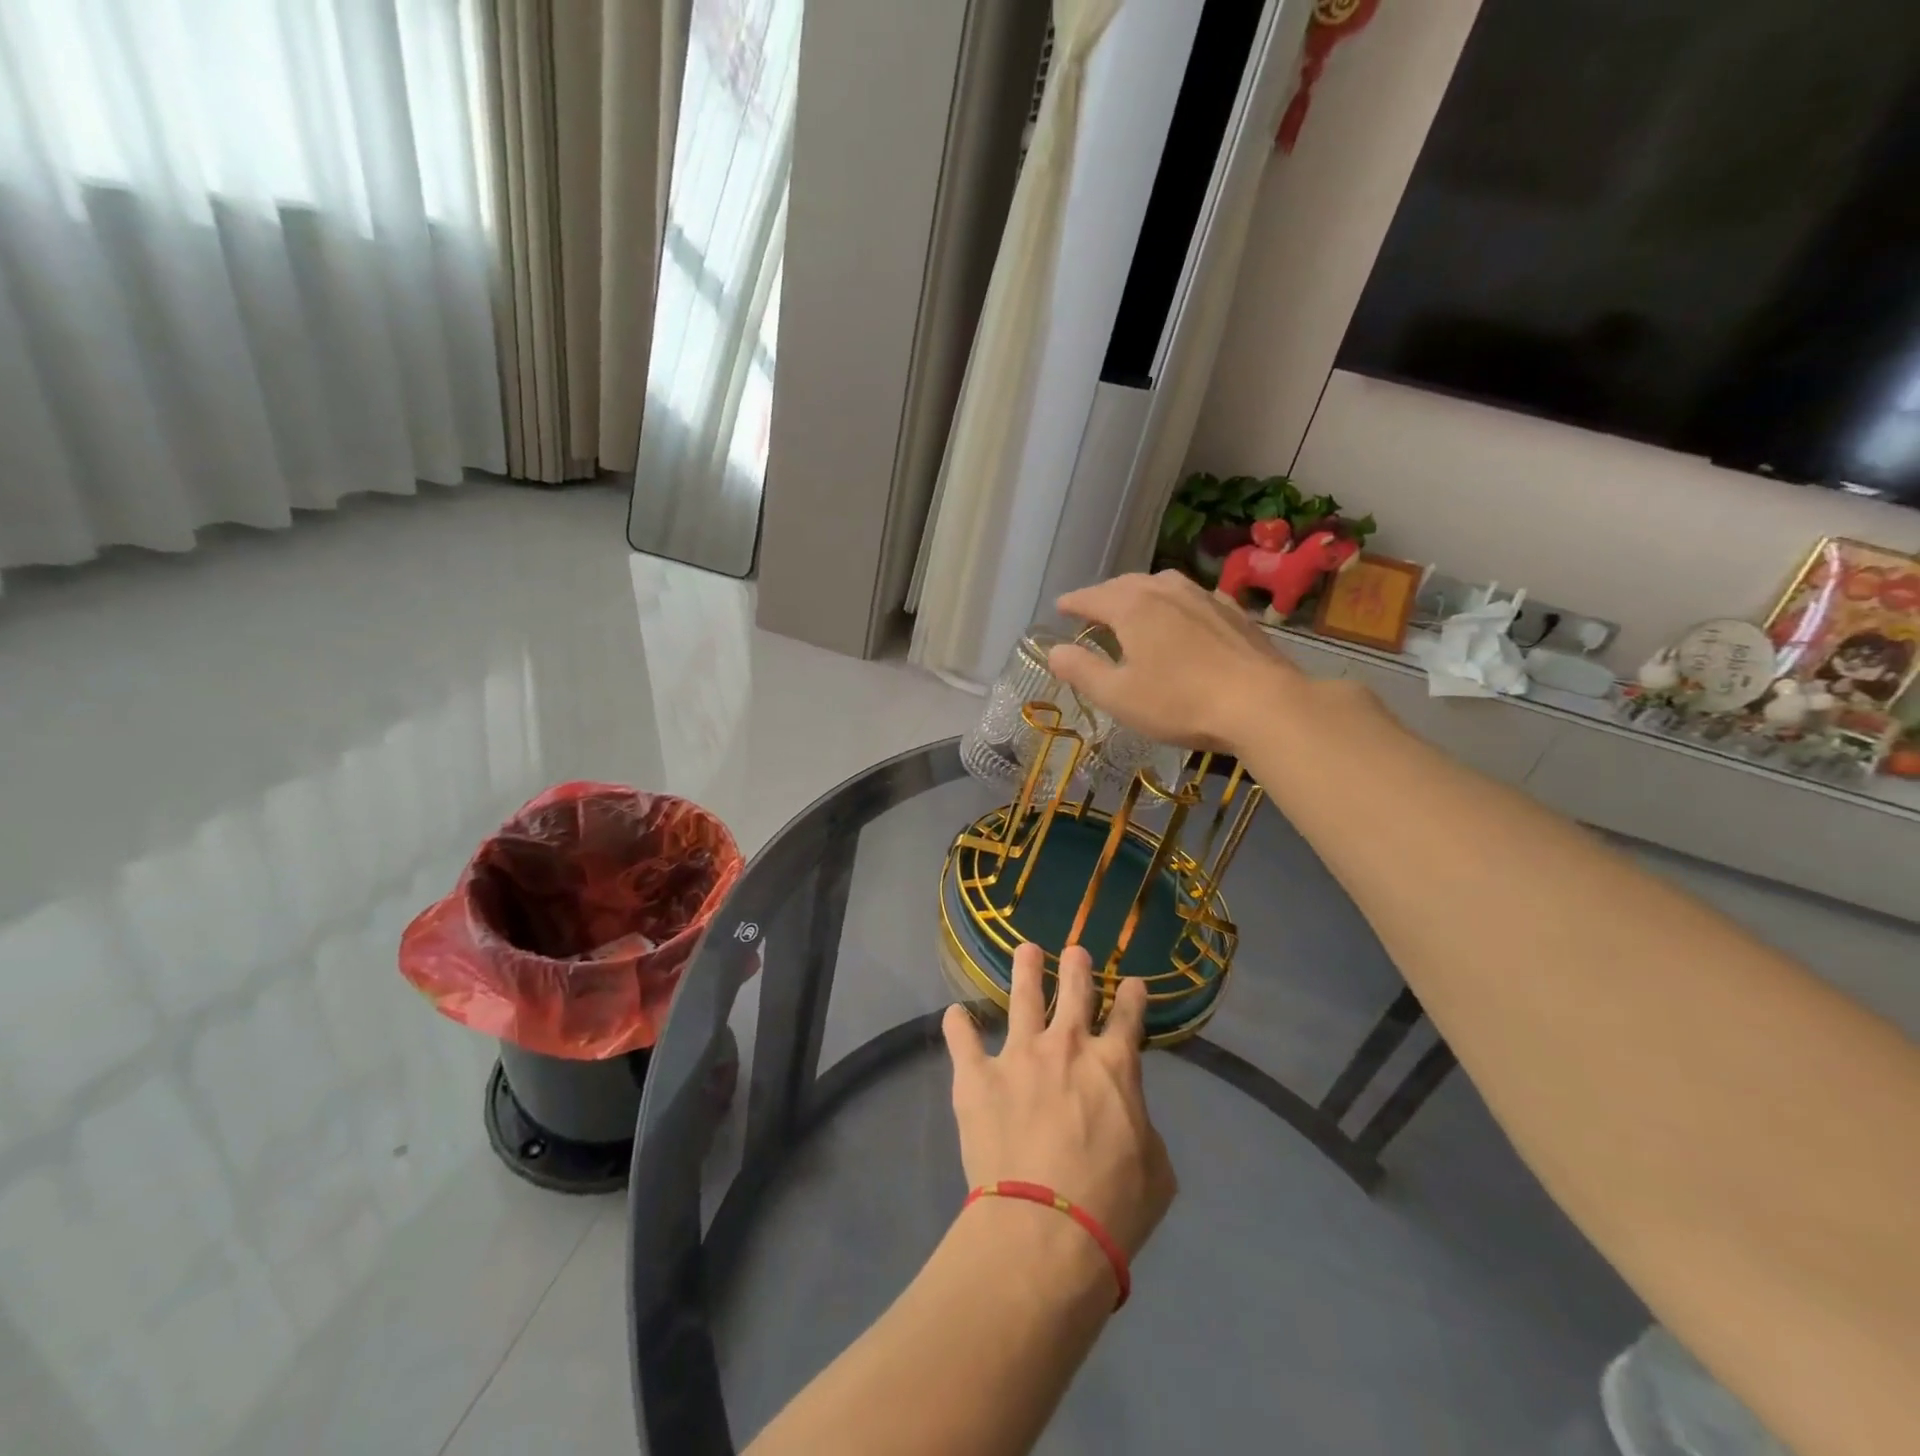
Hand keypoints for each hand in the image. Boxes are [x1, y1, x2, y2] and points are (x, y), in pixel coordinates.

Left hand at [942, 944, 1175, 1259]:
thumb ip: (1142, 1128)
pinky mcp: (977, 1075)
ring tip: (1026, 950)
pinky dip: (958, 1025)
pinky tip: (955, 1014)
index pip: (1127, 1016)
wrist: (1045, 1229)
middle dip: (1077, 967)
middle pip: (1074, 990)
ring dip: (1026, 970)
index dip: (1131, 996)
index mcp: (1114, 1065)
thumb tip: (1127, 1115)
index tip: (1131, 983)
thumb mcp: (1156, 1170)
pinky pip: (963, 1039)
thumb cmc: (1112, 1206)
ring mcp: (1018, 1055)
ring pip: (1023, 997)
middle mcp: (1067, 1046)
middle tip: (1076, 951)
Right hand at [1049, 570, 1297, 752]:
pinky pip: (1192, 596)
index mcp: (1132, 608)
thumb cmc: (1180, 702)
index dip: (1073, 603)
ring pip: (1162, 584)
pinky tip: (1182, 616)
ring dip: (1140, 592)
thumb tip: (1054, 651)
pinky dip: (1175, 601)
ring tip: (1134, 606)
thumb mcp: (1118, 696)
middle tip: (1092, 608)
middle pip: (1126, 584)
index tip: (1060, 607)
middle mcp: (1165, 591)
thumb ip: (1082, 671)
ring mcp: (1204, 597)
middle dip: (1105, 594)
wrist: (1261, 703)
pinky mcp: (1233, 611)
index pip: (1092, 597)